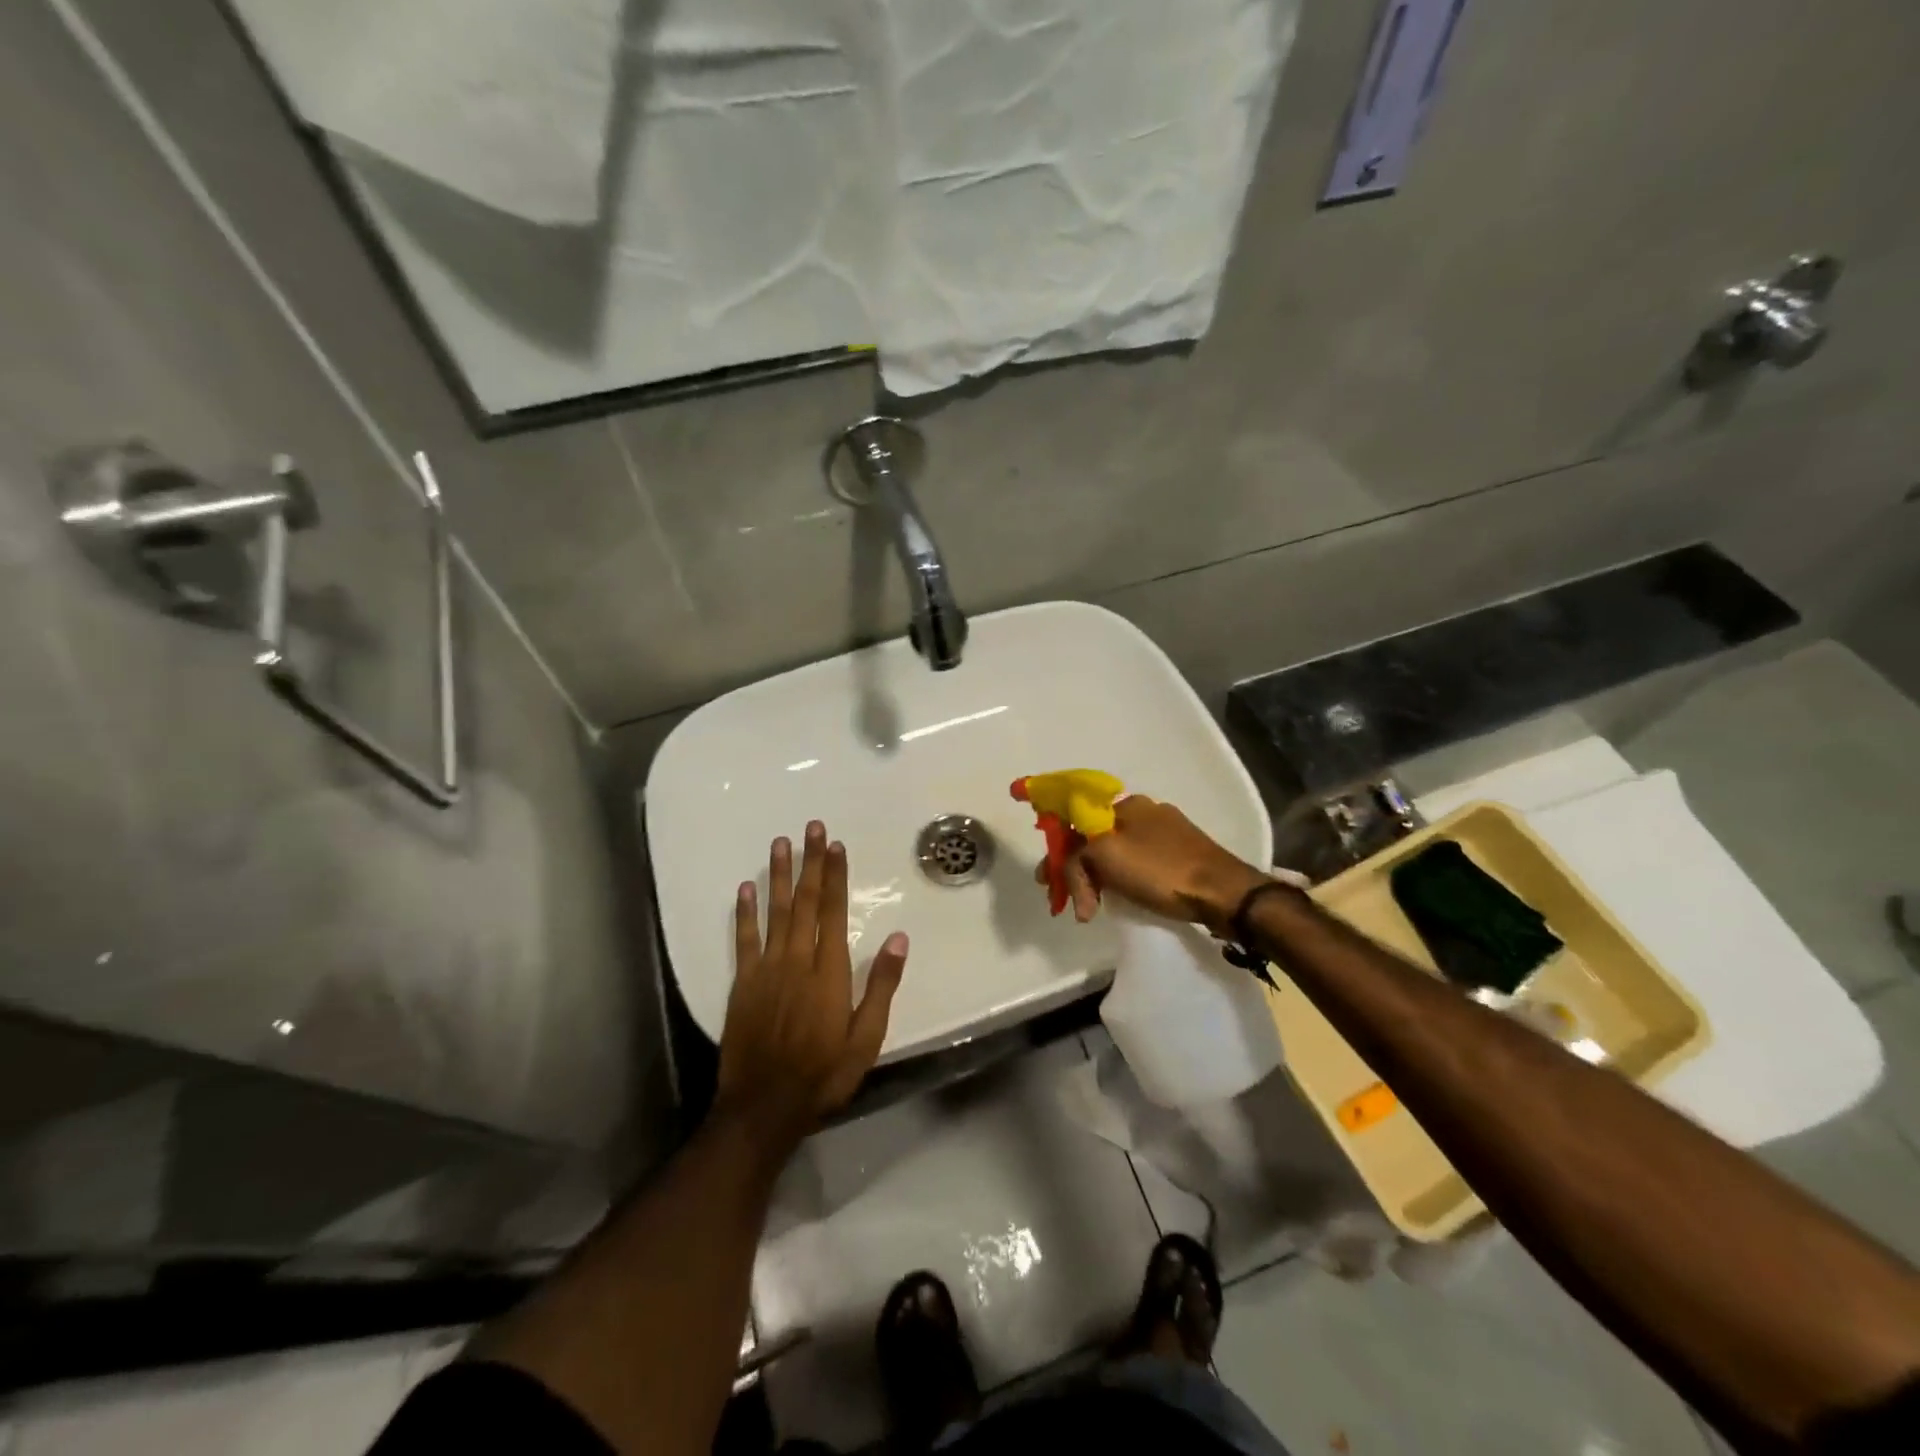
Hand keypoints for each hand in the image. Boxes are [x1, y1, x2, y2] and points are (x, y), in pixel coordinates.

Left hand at [717, 822, 908, 1151]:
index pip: (834, 912)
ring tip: (781, 843)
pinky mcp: (743, 984)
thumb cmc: (823, 1074)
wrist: (764, 1106)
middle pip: (805, 902)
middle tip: (812, 828)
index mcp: (829, 972)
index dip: (835, 877)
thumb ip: (881, 986)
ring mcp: (767, 970)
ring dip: (780, 876)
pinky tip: (745, 888)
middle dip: (810, 862)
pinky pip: (744, 940)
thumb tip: (898, 938)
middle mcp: (797, 960)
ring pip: (775, 912)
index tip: (836, 846)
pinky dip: (744, 912)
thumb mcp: (866, 1038)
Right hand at [1043, 795, 1269, 932]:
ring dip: (1098, 879)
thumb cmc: (1161, 870)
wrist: (1223, 893)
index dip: (1057, 847)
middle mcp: (1145, 811)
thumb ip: (1076, 852)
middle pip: (1095, 838)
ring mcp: (1166, 833)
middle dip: (1076, 869)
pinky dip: (1121, 881)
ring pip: (1116, 853)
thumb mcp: (1106, 855)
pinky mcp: (1182, 855)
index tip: (1046, 878)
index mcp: (1126, 804)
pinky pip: (1138, 864)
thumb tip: (1068, 861)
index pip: (1077, 818)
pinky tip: (1121, 898)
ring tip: (1091, 909)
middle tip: (1068, 901)